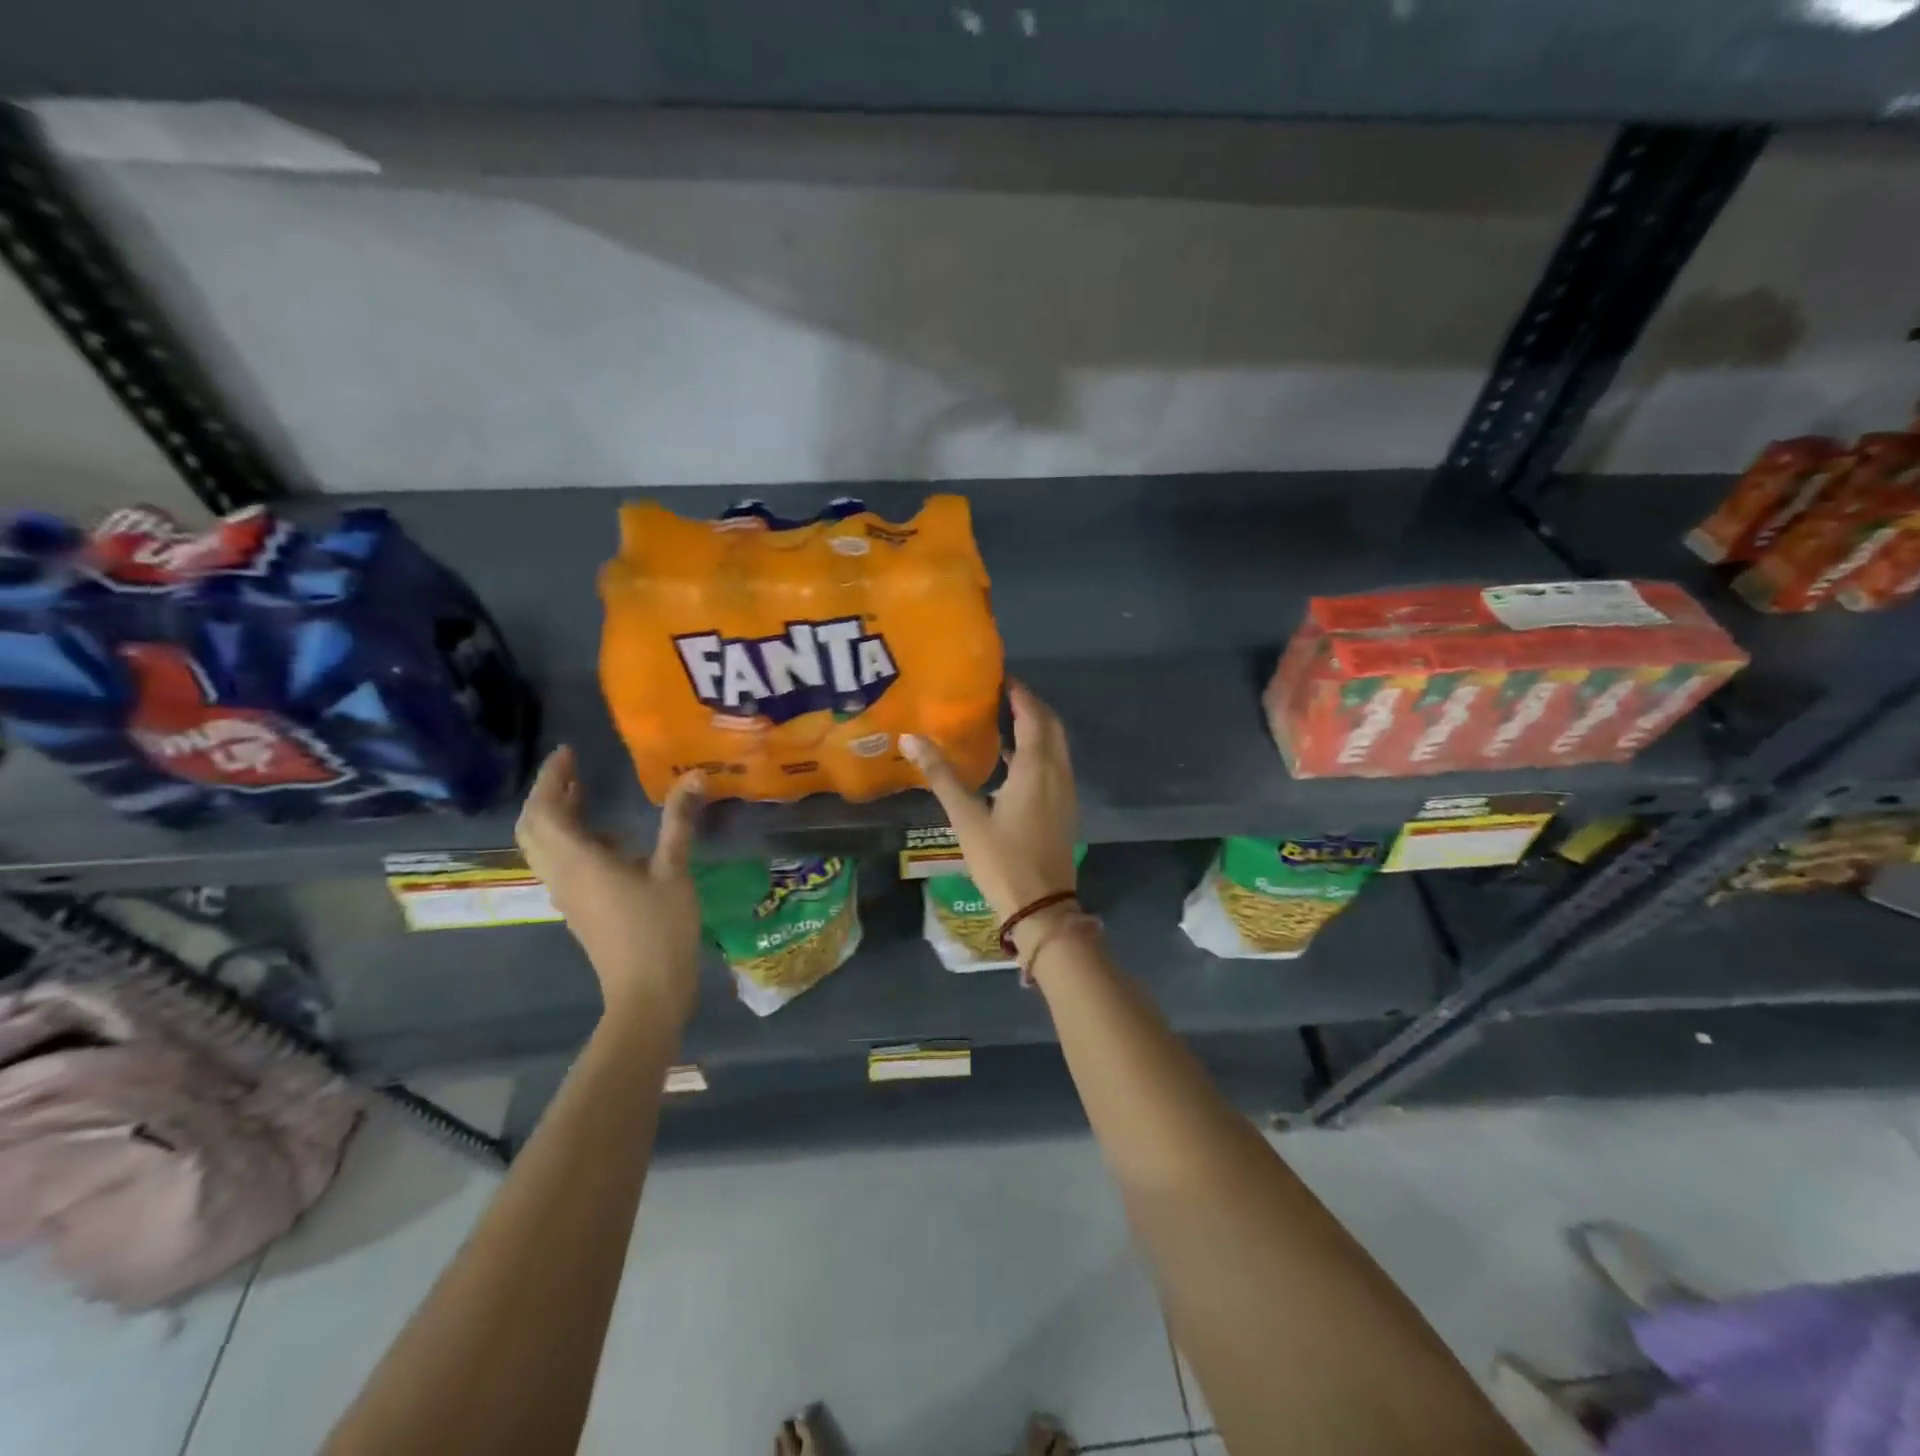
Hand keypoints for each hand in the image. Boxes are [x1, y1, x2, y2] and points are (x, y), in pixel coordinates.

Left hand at [514, 745, 704, 1029]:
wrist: (646, 992)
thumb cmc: (660, 930)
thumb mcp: (674, 871)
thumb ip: (678, 822)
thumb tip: (694, 776)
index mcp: (578, 861)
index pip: (545, 810)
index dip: (551, 778)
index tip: (568, 752)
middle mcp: (561, 874)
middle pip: (532, 827)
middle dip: (547, 793)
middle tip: (573, 769)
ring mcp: (566, 893)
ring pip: (541, 846)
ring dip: (554, 815)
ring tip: (584, 792)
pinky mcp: (577, 907)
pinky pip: (558, 862)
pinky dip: (569, 838)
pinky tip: (606, 837)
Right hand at [901, 682, 1078, 935]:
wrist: (1042, 907)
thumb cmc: (1003, 860)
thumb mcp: (967, 818)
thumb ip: (942, 776)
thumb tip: (911, 738)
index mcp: (1036, 768)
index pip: (1032, 715)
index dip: (1019, 693)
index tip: (998, 678)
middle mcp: (1057, 772)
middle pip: (1050, 725)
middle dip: (1030, 706)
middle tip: (1000, 695)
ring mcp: (1064, 792)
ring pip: (1056, 746)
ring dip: (1036, 728)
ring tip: (1003, 720)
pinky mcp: (1064, 808)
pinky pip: (1054, 765)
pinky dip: (1038, 750)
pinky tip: (1010, 762)